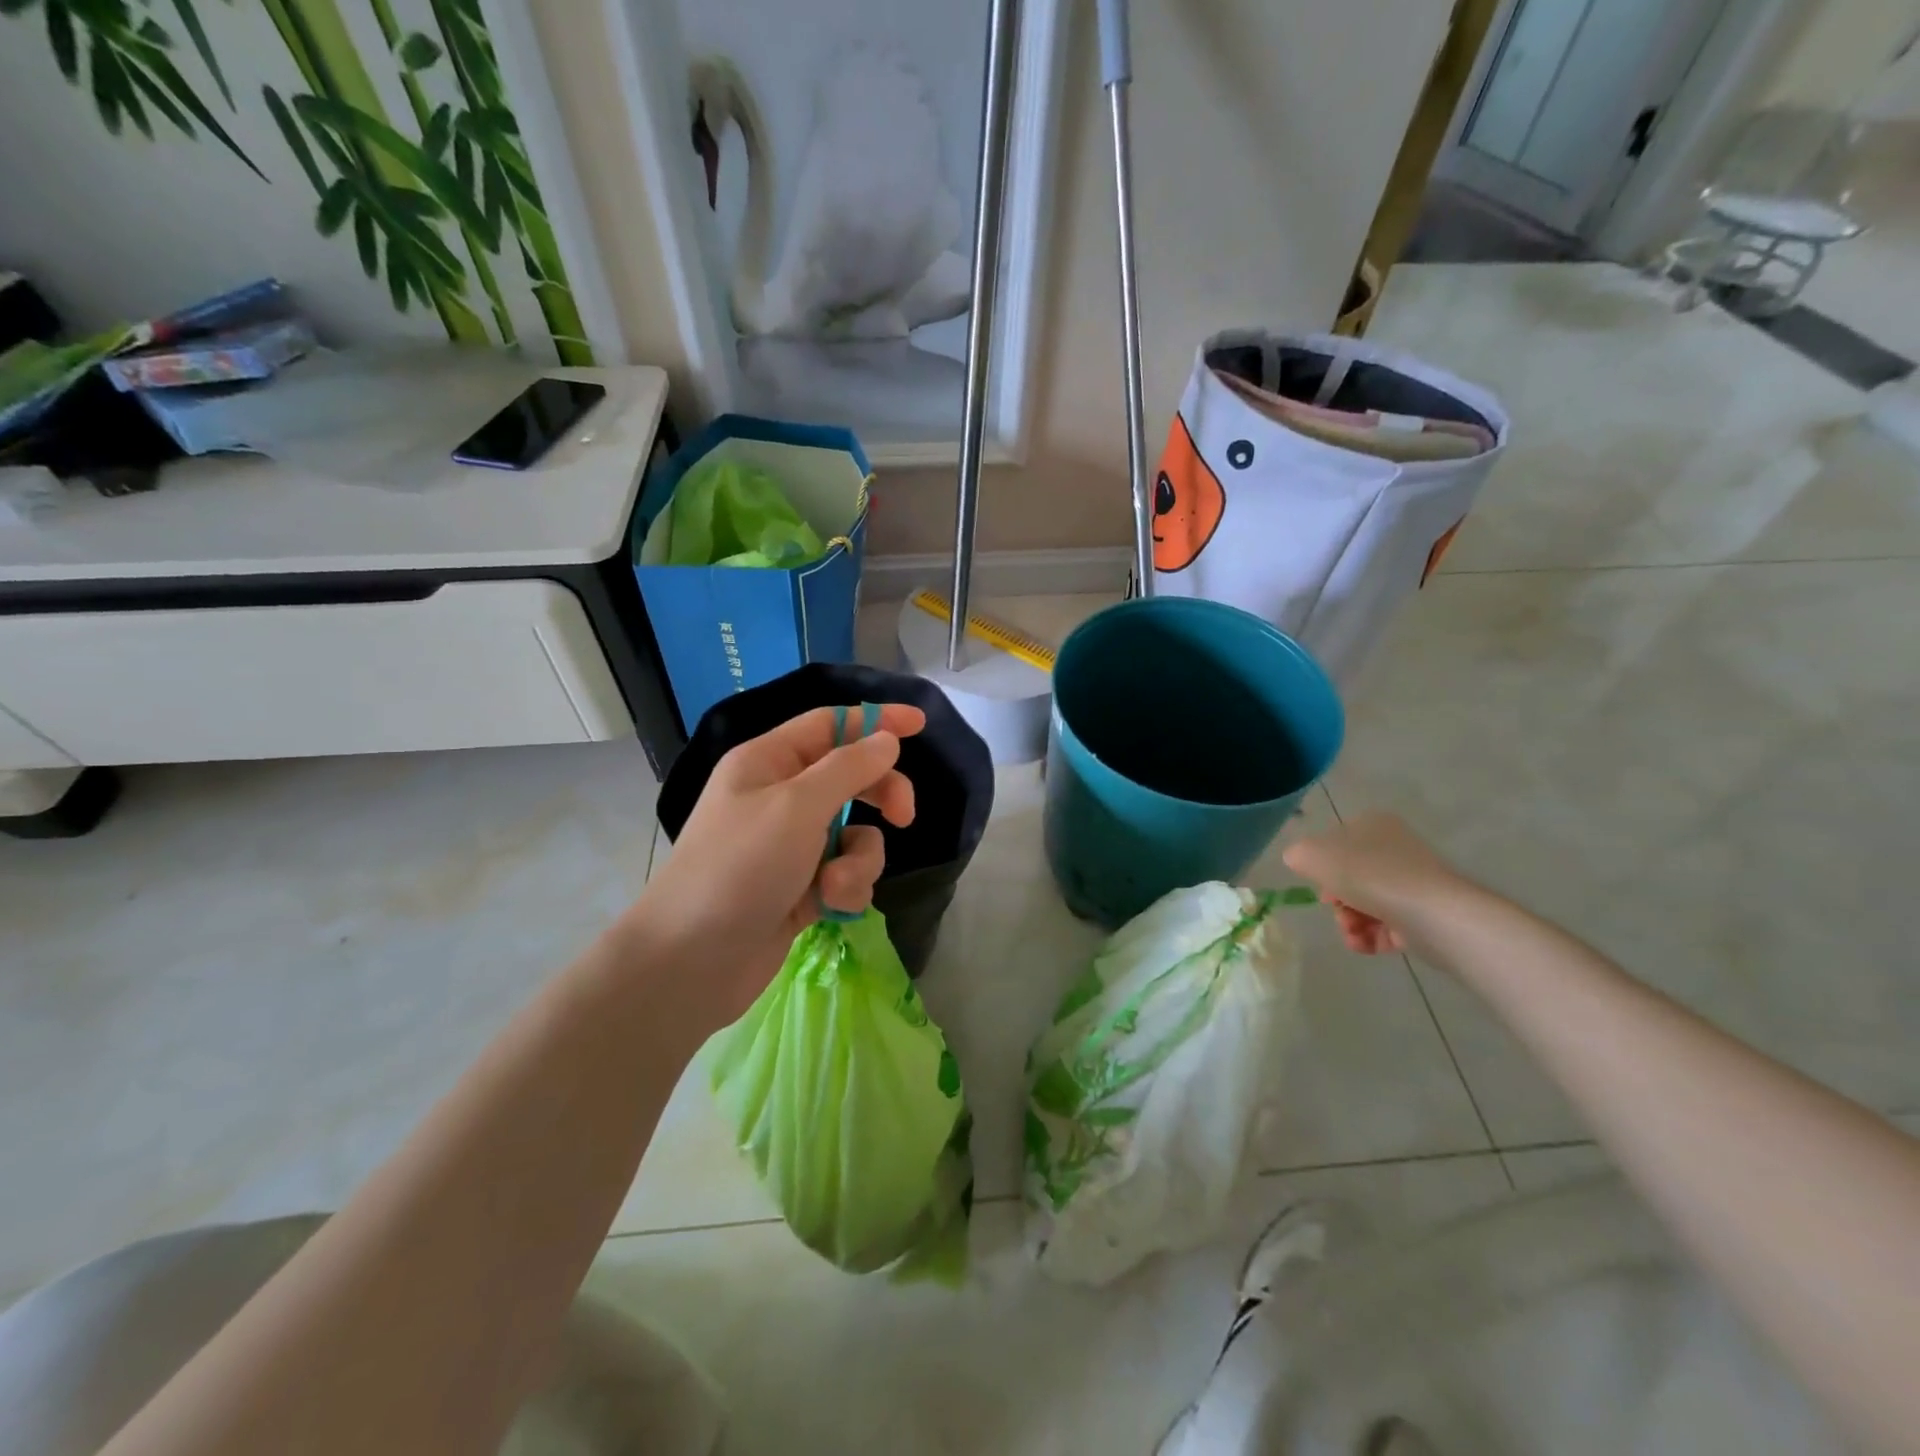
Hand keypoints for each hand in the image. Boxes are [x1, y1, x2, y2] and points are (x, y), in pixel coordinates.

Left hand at [628, 704, 924, 1019]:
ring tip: (835, 884)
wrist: (693, 962)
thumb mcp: (797, 806)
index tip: (920, 725)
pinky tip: (828, 907)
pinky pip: (846, 872)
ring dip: (859, 859)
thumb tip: (886, 741)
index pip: (831, 724)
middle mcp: (781, 796)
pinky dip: (846, 888)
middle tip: (904, 816)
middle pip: (851, 777)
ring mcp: (792, 845)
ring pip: (856, 833)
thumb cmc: (740, 867)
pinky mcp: (804, 887)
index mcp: (768, 761)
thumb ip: (848, 768)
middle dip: (880, 795)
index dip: (876, 721)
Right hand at [1281, 812, 1463, 955]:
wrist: (1431, 913)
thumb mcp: (1312, 855)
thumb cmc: (1367, 874)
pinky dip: (1370, 938)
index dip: (1321, 866)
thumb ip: (1297, 855)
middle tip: (1335, 909)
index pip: (1337, 843)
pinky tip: (1363, 945)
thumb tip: (1301, 862)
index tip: (1318, 884)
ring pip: (1367, 904)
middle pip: (1351, 877)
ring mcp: (1415, 883)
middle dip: (1337, 900)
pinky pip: (1388, 926)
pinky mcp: (1427, 915)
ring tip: (1351, 933)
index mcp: (1373, 825)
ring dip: (1350, 922)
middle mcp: (1397, 849)